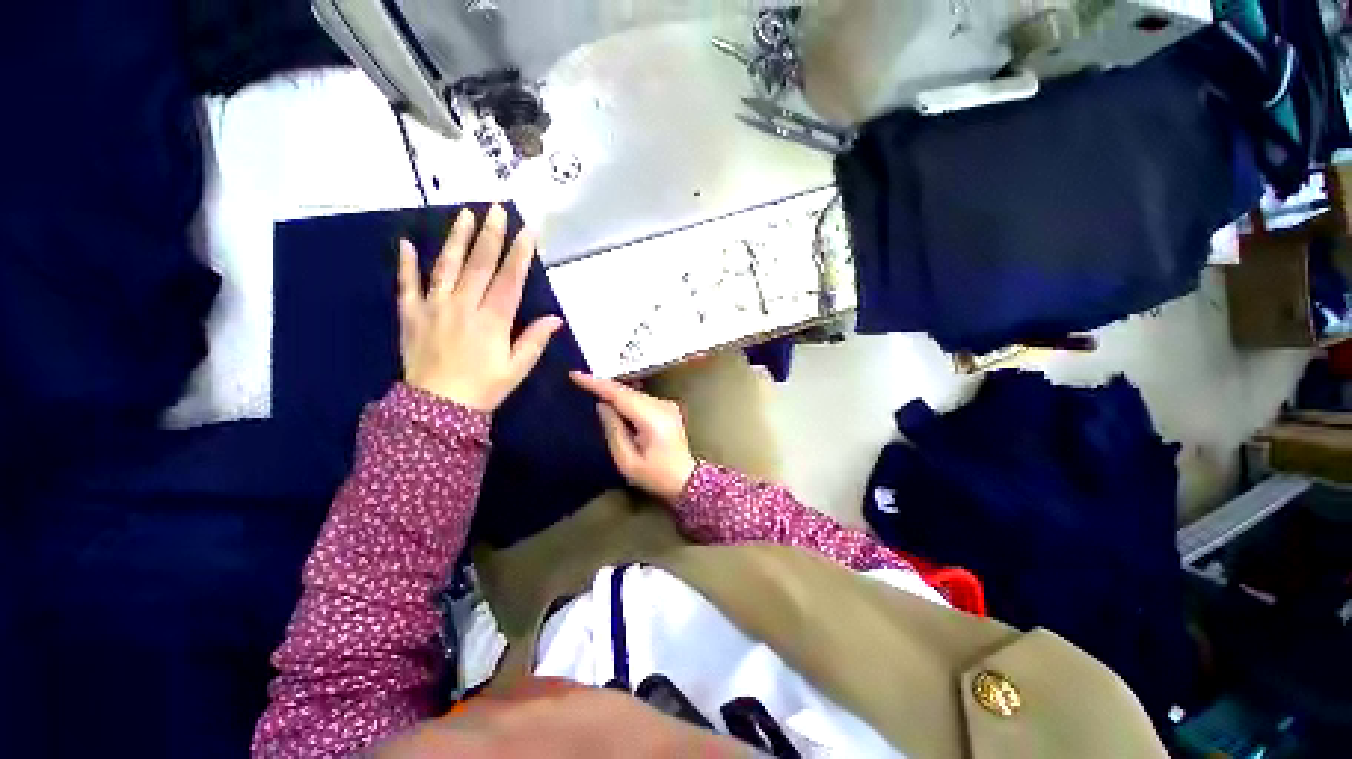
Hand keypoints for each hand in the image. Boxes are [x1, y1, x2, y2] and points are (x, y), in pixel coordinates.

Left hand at [399, 204, 562, 411]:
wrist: (436, 408)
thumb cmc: (484, 388)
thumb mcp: (516, 368)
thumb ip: (534, 340)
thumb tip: (556, 319)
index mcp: (492, 320)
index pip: (509, 279)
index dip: (519, 254)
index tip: (528, 231)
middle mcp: (463, 306)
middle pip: (478, 264)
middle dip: (490, 235)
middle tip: (496, 210)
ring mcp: (434, 307)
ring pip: (446, 266)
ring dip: (455, 238)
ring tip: (464, 214)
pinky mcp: (412, 315)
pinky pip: (407, 285)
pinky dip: (406, 264)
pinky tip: (405, 244)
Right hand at [570, 371, 697, 503]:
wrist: (686, 480)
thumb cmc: (655, 476)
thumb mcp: (627, 461)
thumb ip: (613, 431)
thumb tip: (602, 405)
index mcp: (653, 419)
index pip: (621, 395)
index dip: (597, 384)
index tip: (576, 374)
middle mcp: (662, 406)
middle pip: (627, 391)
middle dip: (603, 386)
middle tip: (579, 380)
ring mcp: (667, 405)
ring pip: (634, 393)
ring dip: (613, 391)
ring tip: (590, 387)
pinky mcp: (667, 408)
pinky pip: (640, 398)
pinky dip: (624, 398)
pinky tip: (612, 399)